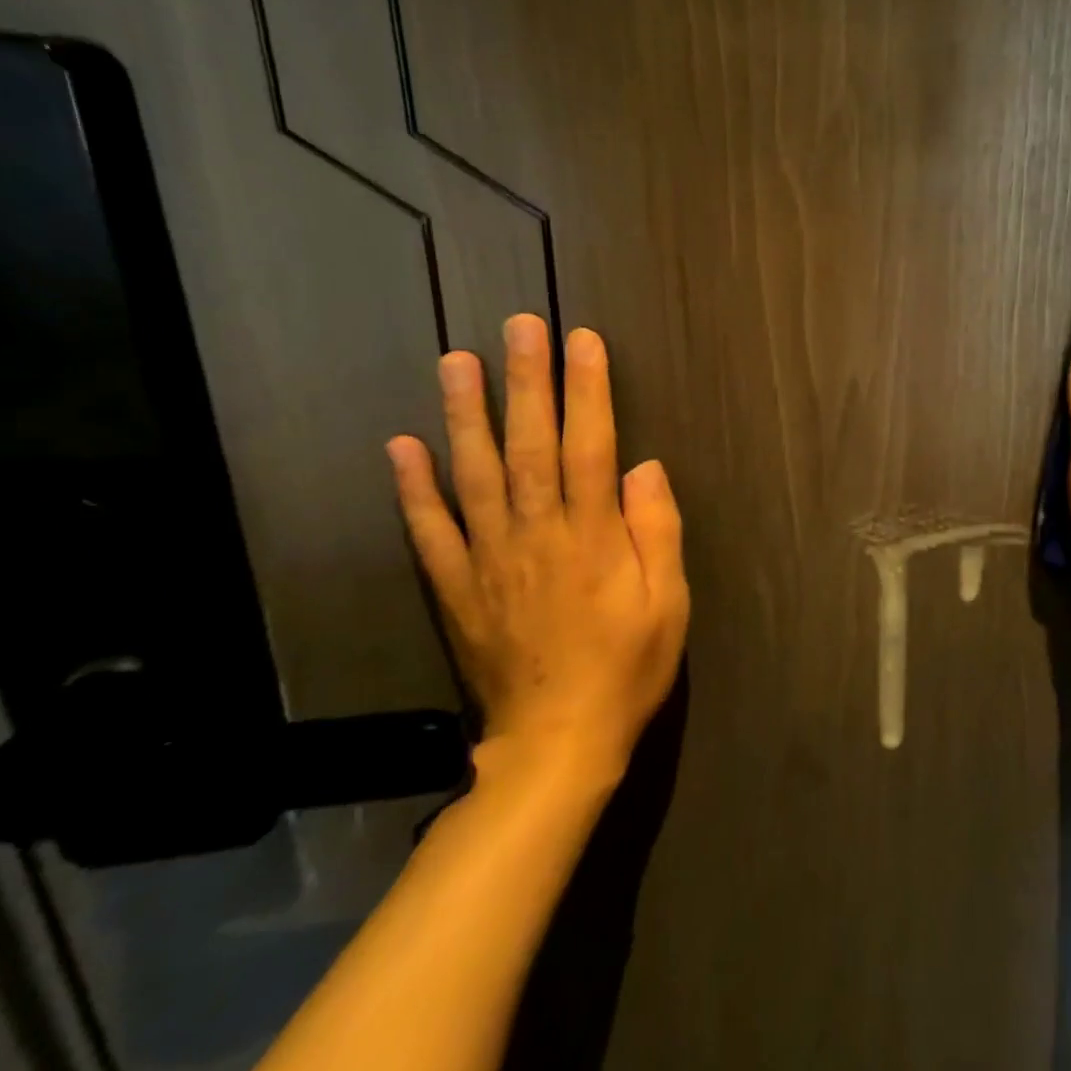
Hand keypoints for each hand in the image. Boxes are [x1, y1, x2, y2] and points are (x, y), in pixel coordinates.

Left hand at [385, 316, 687, 779]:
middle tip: (519, 325)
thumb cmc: (627, 668)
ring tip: (456, 362)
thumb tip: (644, 465)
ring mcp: (489, 560)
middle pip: (530, 445)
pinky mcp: (456, 589)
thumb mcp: (668, 602)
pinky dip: (413, 489)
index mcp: (592, 536)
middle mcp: (536, 535)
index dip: (588, 390)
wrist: (555, 745)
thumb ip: (657, 529)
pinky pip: (430, 532)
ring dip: (464, 415)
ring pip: (475, 474)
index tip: (582, 339)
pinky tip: (402, 446)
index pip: (591, 446)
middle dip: (526, 381)